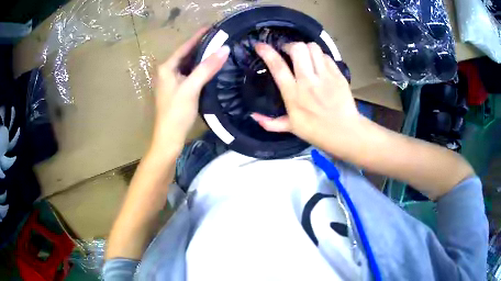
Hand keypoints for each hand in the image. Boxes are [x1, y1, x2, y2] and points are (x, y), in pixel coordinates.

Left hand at [151, 28, 229, 153]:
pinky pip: (192, 74)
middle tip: (221, 38)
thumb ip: (206, 68)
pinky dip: (202, 69)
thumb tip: (224, 49)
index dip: (199, 36)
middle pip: (187, 54)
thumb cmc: (176, 113)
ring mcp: (173, 81)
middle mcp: (168, 72)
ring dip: (203, 57)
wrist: (169, 138)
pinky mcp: (179, 90)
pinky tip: (213, 67)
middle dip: (203, 46)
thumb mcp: (191, 88)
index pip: (185, 46)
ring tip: (220, 49)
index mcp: (167, 68)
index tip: (213, 26)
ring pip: (190, 64)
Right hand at [253, 42, 363, 157]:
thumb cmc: (317, 131)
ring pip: (313, 48)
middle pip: (297, 49)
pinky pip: (326, 56)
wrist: (345, 132)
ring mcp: (325, 76)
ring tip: (304, 55)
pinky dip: (320, 56)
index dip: (267, 52)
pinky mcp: (338, 75)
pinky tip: (319, 64)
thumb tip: (253, 116)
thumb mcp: (291, 128)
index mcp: (293, 94)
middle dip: (290, 45)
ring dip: (306, 48)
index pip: (277, 66)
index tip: (260, 45)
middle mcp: (308, 81)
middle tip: (288, 51)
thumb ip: (271, 123)